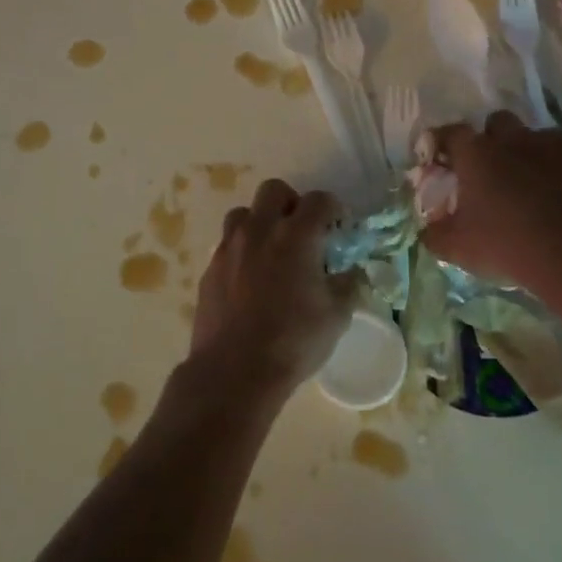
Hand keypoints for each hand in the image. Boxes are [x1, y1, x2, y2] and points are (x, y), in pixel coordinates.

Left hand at [190, 178, 358, 396]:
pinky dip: (243, 249)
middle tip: (303, 231)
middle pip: (274, 191)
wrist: (234, 371)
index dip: (333, 208)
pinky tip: (251, 278)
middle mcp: (259, 230)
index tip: (338, 226)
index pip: (318, 200)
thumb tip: (351, 272)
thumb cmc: (293, 341)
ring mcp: (230, 247)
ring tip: (272, 249)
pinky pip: (228, 244)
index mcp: (296, 236)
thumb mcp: (336, 316)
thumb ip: (348, 285)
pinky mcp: (210, 268)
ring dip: (261, 221)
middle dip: (292, 203)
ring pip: (244, 213)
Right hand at [421, 112, 561, 294]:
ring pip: (542, 138)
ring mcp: (560, 147)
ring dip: (534, 155)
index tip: (440, 157)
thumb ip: (435, 234)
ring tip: (535, 185)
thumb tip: (428, 230)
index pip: (451, 133)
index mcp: (477, 153)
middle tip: (491, 169)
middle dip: (493, 139)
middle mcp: (517, 139)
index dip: (443, 142)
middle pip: (499, 122)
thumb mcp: (456, 247)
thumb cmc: (506, 244)